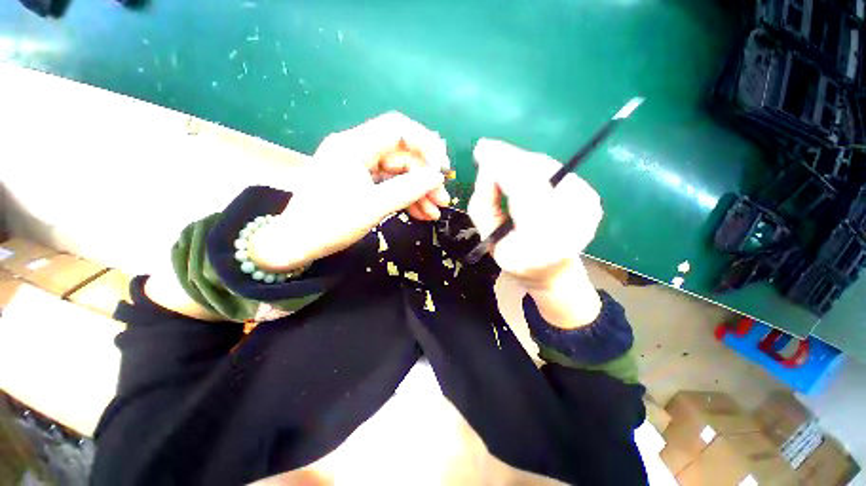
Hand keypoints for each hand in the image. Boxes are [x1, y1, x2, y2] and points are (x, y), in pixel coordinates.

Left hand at [250, 112, 450, 271]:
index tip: (441, 168)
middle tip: (442, 200)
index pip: (398, 129)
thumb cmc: (331, 223)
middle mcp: (357, 150)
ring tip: (434, 213)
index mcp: (353, 145)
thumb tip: (437, 177)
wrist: (298, 244)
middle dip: (424, 178)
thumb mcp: (374, 206)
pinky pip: (389, 185)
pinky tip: (420, 213)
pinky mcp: (361, 182)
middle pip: (402, 155)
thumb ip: (408, 189)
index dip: (425, 144)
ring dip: (418, 192)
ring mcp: (359, 167)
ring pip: (398, 173)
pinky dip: (405, 198)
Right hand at [467, 138, 602, 327]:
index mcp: (542, 241)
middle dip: (509, 159)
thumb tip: (487, 170)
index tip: (482, 149)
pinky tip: (520, 174)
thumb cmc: (516, 260)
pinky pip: (554, 171)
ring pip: (546, 168)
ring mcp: (588, 207)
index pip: (523, 190)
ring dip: (520, 163)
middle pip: (538, 173)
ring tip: (501, 165)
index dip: (503, 166)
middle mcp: (574, 221)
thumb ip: (483, 205)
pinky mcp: (591, 197)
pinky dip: (533, 168)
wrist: (553, 272)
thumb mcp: (490, 239)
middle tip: (487, 151)